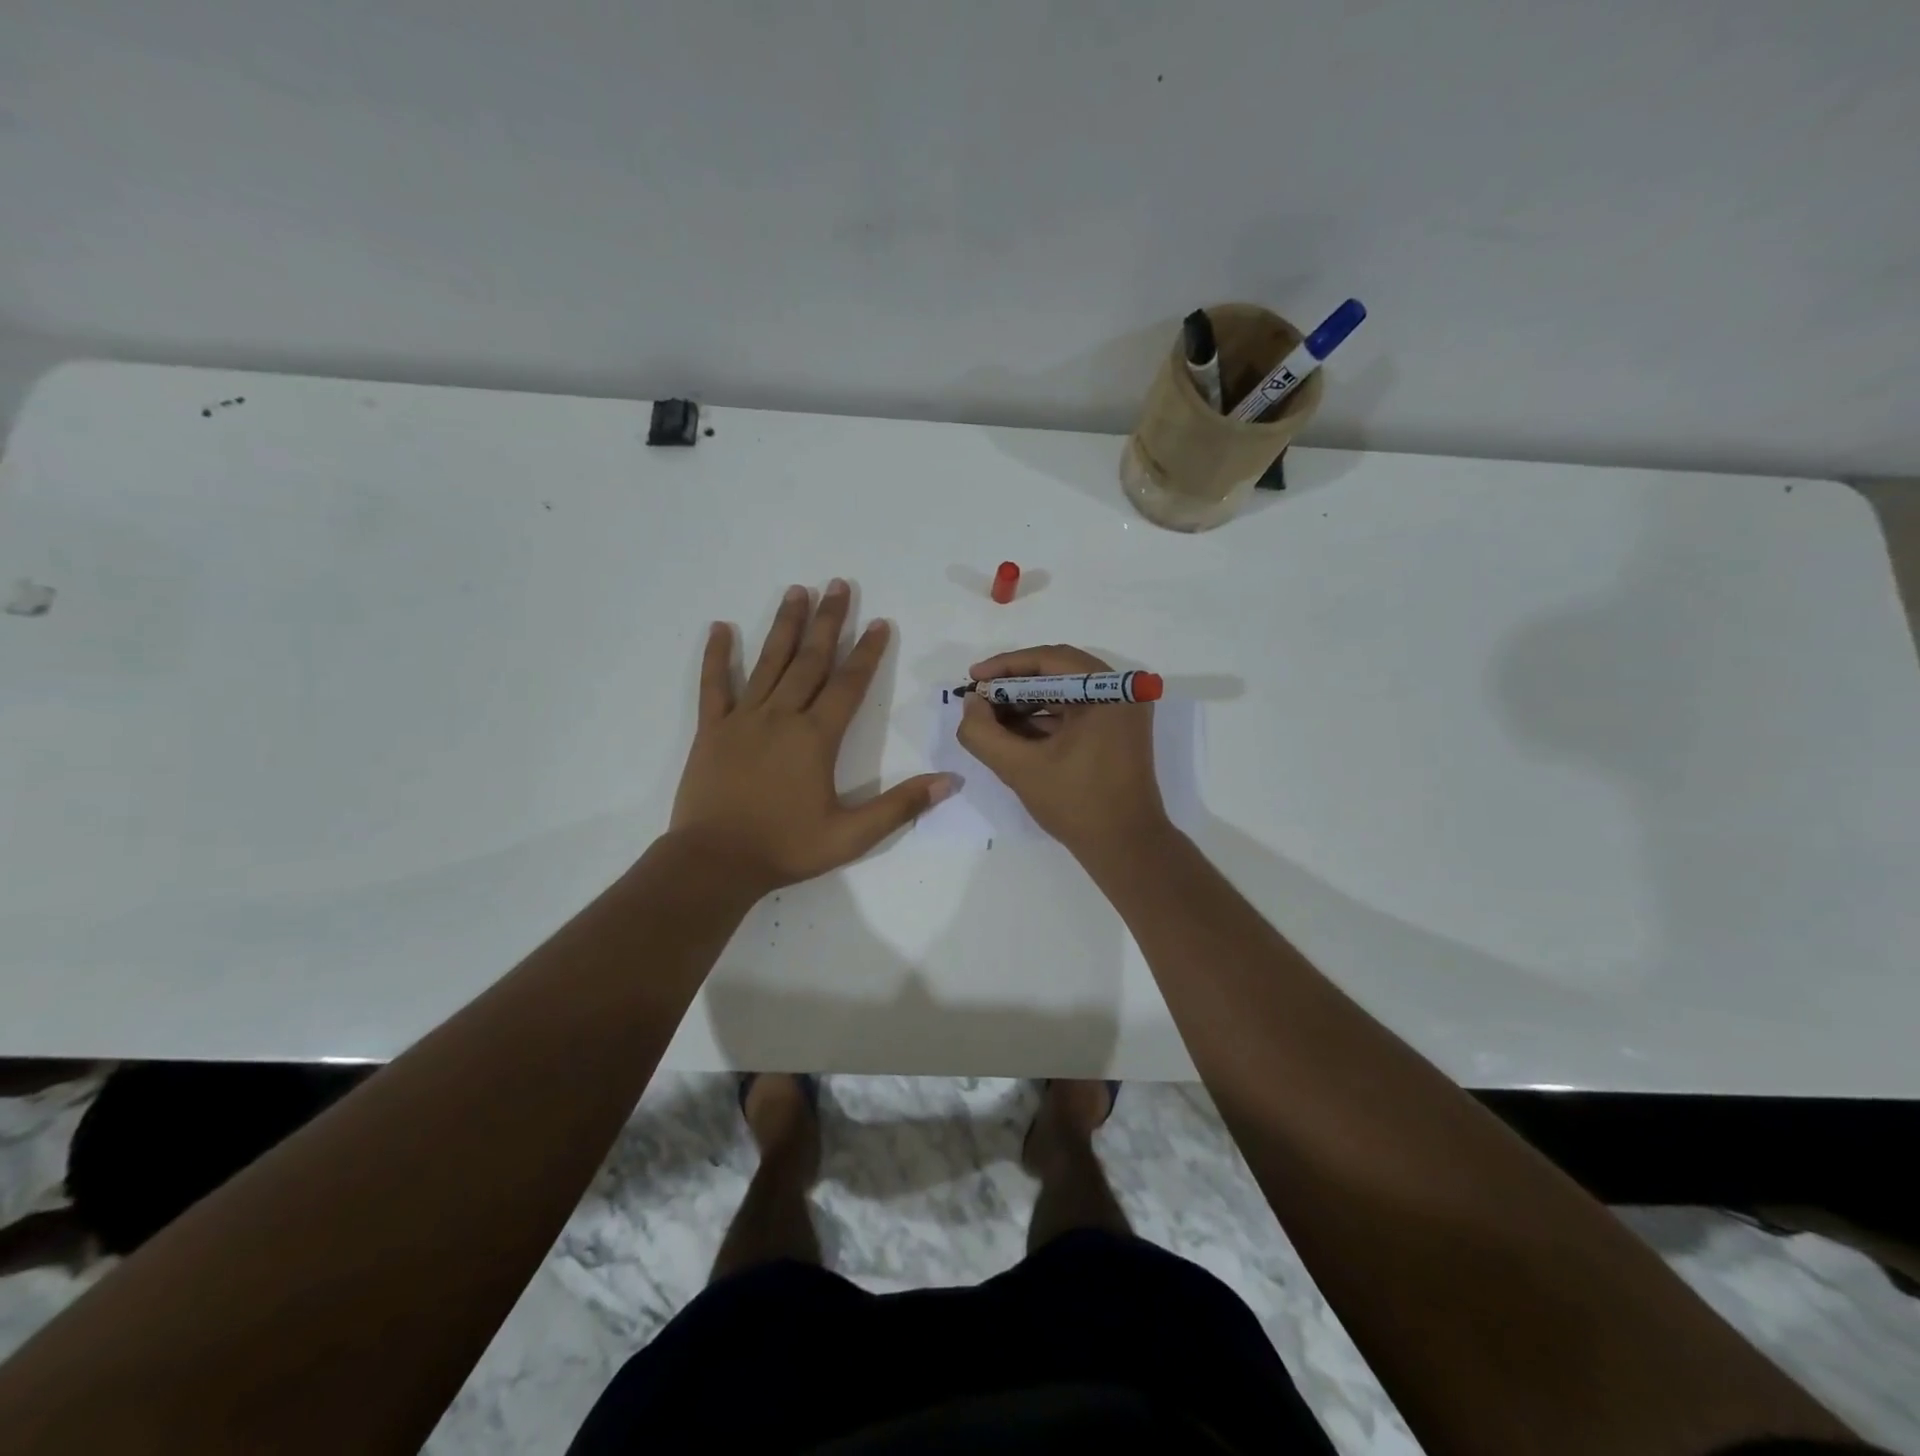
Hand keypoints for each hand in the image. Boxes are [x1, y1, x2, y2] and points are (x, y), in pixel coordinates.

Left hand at [671, 580, 952, 893]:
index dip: (867, 652)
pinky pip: (714, 686)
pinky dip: (717, 656)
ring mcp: (743, 719)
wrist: (715, 863)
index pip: (849, 684)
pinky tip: (720, 627)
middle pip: (810, 660)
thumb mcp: (852, 835)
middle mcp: (782, 717)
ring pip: (768, 662)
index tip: (879, 622)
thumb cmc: (786, 848)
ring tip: (797, 591)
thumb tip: (950, 782)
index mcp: (816, 738)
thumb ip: (900, 806)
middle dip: (828, 621)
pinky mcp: (711, 730)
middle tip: (838, 585)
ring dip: (785, 626)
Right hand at [955, 645, 1169, 863]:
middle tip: (978, 700)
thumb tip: (970, 704)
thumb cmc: (1077, 804)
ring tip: (988, 719)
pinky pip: (1074, 713)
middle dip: (1013, 686)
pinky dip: (1042, 719)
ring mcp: (1121, 712)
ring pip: (1064, 693)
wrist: (1126, 848)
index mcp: (1109, 691)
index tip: (972, 680)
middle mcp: (1121, 692)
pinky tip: (1011, 733)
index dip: (1005, 666)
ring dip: (1025, 703)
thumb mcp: (1020, 768)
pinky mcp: (1116, 732)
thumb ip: (984, 733)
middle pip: (1057, 673)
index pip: (1050, 659)